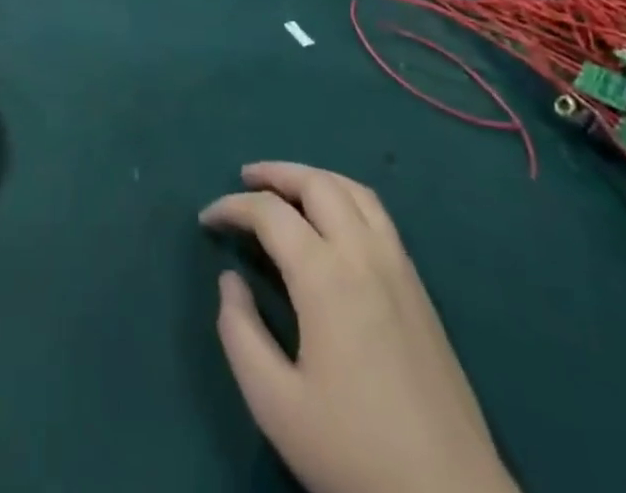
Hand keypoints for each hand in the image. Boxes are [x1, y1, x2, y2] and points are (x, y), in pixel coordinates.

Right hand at [201, 163, 516, 492]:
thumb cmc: (356, 453)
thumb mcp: (276, 406)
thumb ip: (241, 334)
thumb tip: (231, 281)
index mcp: (326, 276)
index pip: (270, 213)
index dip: (232, 207)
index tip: (207, 219)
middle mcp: (363, 253)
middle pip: (316, 183)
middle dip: (274, 173)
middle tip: (244, 179)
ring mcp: (398, 265)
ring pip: (352, 190)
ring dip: (313, 177)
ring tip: (285, 188)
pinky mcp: (419, 285)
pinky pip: (377, 213)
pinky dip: (344, 195)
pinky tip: (332, 220)